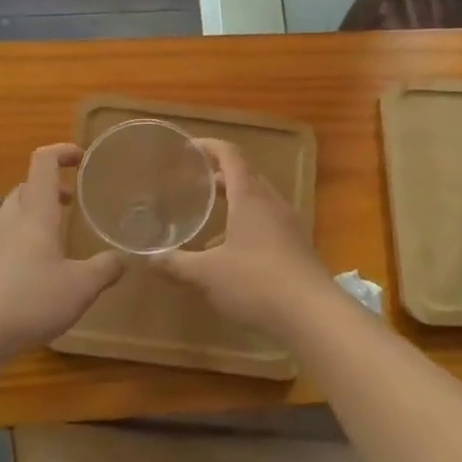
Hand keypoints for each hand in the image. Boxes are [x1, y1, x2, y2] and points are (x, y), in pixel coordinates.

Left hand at [0, 144, 123, 356]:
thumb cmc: (31, 298)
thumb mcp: (81, 286)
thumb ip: (104, 269)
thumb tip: (122, 259)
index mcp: (36, 213)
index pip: (43, 163)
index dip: (61, 152)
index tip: (80, 157)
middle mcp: (10, 220)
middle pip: (27, 187)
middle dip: (51, 188)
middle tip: (72, 202)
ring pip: (13, 214)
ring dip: (35, 215)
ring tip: (56, 237)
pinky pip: (4, 240)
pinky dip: (22, 241)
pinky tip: (35, 270)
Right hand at [162, 138, 334, 337]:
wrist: (313, 315)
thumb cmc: (256, 282)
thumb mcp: (207, 274)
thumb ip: (176, 264)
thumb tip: (147, 258)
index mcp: (249, 196)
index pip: (231, 156)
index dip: (210, 146)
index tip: (190, 147)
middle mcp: (272, 202)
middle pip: (246, 175)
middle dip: (220, 175)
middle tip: (194, 182)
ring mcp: (289, 224)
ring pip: (259, 200)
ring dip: (236, 200)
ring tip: (211, 214)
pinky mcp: (297, 247)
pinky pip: (269, 222)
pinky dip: (249, 222)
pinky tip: (234, 250)